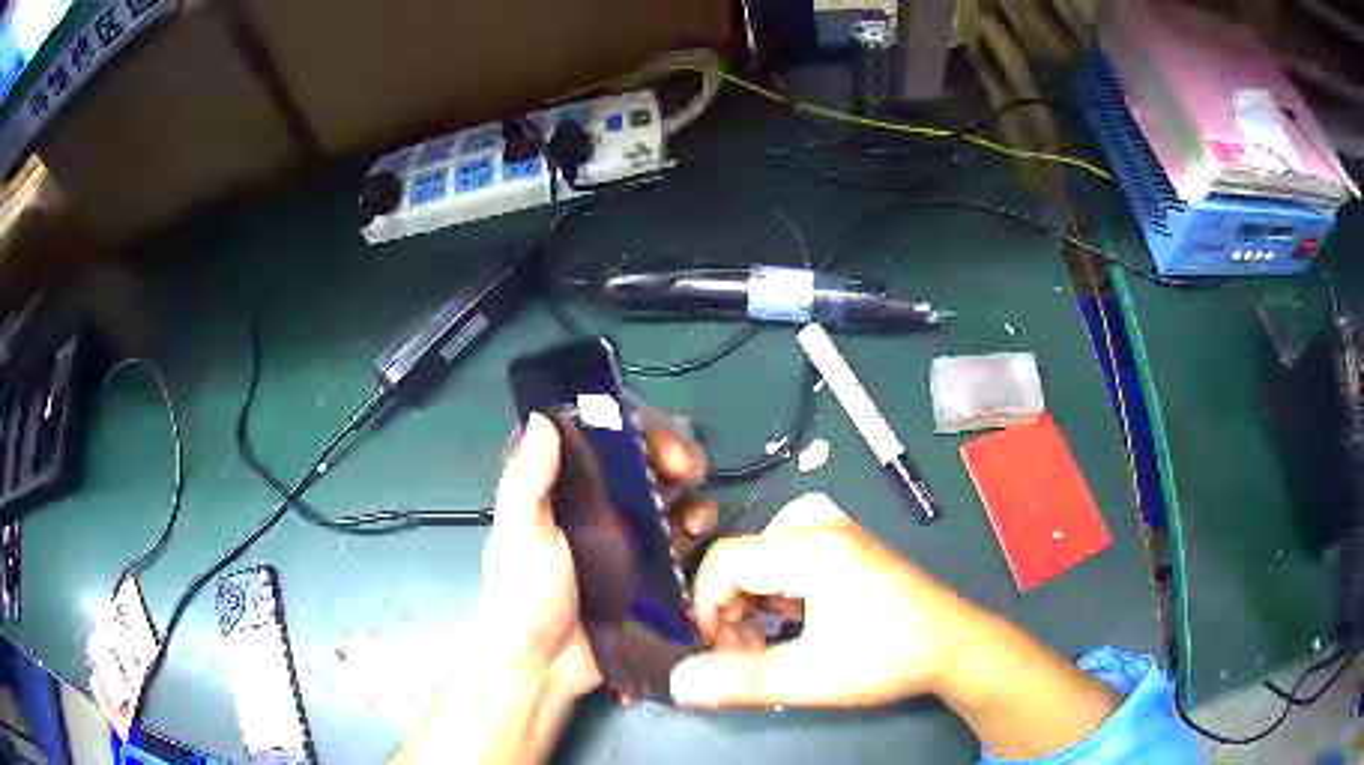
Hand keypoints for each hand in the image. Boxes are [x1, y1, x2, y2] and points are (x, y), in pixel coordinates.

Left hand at [476, 408, 715, 696]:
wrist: (543, 668)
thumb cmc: (523, 596)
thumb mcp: (520, 536)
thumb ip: (528, 480)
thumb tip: (544, 416)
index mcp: (562, 488)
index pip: (602, 436)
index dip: (634, 427)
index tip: (658, 440)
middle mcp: (596, 506)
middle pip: (644, 463)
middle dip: (673, 457)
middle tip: (690, 471)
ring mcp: (625, 539)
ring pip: (667, 497)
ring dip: (689, 495)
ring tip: (697, 516)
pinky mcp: (648, 571)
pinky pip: (679, 539)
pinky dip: (694, 531)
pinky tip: (698, 539)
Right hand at [669, 492, 985, 707]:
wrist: (953, 646)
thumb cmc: (887, 658)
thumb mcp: (811, 677)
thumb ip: (740, 680)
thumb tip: (678, 684)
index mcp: (813, 547)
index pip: (726, 561)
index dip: (707, 607)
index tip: (717, 652)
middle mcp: (820, 524)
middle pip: (742, 559)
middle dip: (730, 611)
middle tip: (745, 656)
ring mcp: (835, 529)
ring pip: (760, 558)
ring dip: (751, 604)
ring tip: (768, 644)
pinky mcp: (844, 543)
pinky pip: (784, 556)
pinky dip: (774, 592)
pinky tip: (791, 621)